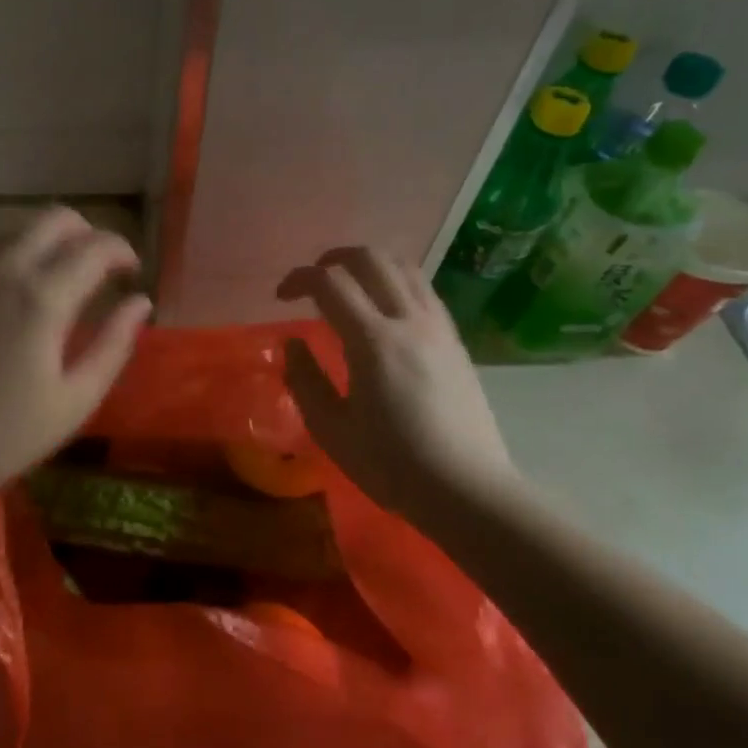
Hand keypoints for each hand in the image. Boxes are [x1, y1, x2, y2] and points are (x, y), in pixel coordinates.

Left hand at [0, 207, 150, 494]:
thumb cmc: (4, 432)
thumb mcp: (74, 400)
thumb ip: (114, 345)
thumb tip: (140, 303)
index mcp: (42, 298)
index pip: (97, 247)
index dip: (123, 252)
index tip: (132, 274)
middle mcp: (4, 266)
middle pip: (58, 218)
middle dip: (89, 235)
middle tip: (100, 269)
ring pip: (19, 222)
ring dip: (49, 237)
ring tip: (58, 273)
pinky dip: (7, 242)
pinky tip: (13, 271)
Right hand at [277, 247, 522, 522]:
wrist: (467, 490)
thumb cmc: (392, 465)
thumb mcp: (331, 430)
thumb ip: (305, 380)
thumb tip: (293, 342)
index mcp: (373, 342)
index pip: (330, 284)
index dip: (299, 279)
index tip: (280, 297)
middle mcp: (408, 321)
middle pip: (371, 258)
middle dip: (334, 257)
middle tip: (314, 279)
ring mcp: (437, 328)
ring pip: (404, 267)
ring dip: (369, 263)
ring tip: (349, 284)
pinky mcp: (455, 341)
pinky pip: (424, 290)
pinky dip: (397, 281)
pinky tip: (385, 306)